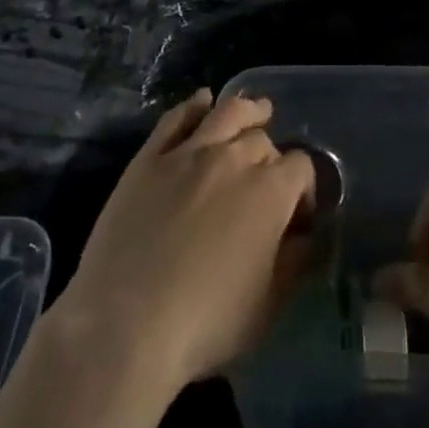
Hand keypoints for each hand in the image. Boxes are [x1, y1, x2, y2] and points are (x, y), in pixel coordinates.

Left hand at [52, 89, 315, 398]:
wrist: (124, 325)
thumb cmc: (205, 323)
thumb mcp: (268, 306)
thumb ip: (295, 262)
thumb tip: (305, 236)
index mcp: (270, 191)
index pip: (302, 168)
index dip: (305, 189)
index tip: (296, 215)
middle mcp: (234, 158)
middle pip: (263, 140)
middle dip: (271, 158)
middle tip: (264, 183)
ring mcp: (188, 152)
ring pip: (227, 113)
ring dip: (247, 110)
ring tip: (256, 110)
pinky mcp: (149, 157)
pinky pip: (176, 118)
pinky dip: (193, 105)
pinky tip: (201, 102)